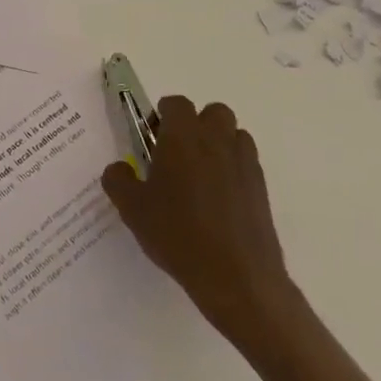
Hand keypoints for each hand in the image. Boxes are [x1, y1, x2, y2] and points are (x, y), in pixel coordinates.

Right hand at [101, 96, 302, 358]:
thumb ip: (118, 180)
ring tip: (200, 177)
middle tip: (177, 155)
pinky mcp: (261, 188)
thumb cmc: (178, 234)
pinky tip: (217, 201)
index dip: (163, 116)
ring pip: (233, 135)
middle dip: (196, 125)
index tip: (152, 139)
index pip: (176, 104)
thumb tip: (119, 168)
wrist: (237, 277)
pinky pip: (245, 163)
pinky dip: (232, 169)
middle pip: (212, 112)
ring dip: (218, 144)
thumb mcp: (132, 209)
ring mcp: (244, 162)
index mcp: (183, 136)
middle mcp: (217, 140)